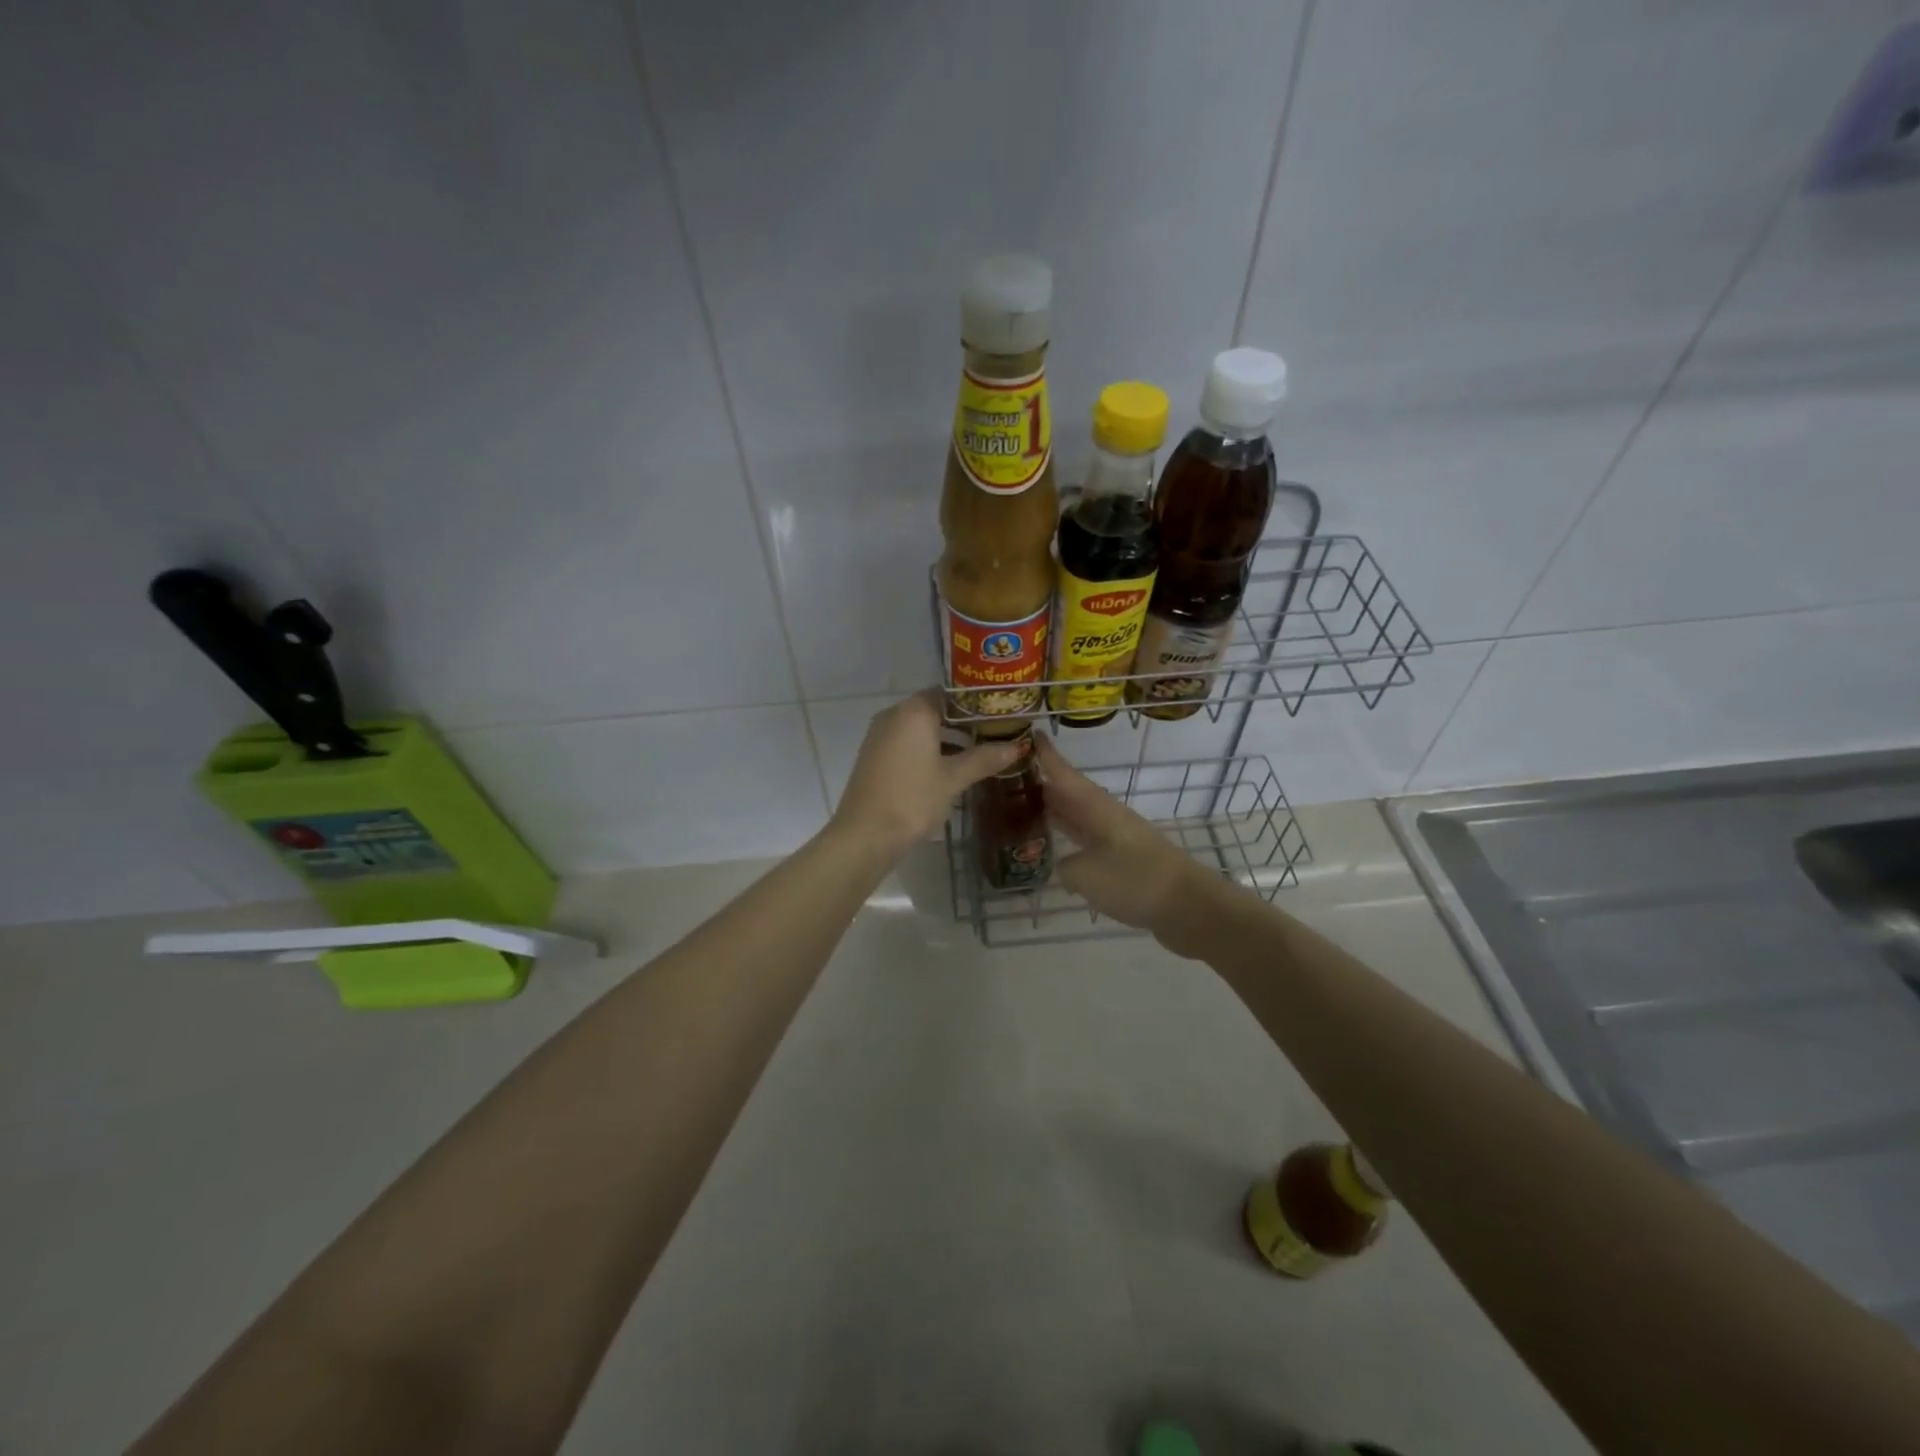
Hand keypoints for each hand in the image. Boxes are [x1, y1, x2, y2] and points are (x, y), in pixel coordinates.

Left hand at [832, 689, 1020, 858]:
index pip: (950, 693)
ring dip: (947, 737)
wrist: (865, 835)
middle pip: (935, 709)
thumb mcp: (953, 779)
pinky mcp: (874, 756)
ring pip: (920, 727)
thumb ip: (984, 759)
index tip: (1000, 713)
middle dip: (964, 721)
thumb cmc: (912, 799)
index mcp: (914, 711)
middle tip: (996, 733)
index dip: (976, 702)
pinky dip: (929, 748)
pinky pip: (907, 742)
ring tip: (979, 751)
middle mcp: (894, 715)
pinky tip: (950, 767)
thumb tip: (1017, 746)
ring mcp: (880, 735)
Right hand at [1034, 734, 1228, 953]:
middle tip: (1011, 777)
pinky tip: (1056, 848)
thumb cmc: (1135, 881)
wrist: (1188, 906)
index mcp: (1097, 808)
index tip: (1030, 733)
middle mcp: (1107, 816)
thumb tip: (1063, 864)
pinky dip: (1070, 838)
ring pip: (1079, 817)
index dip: (1047, 755)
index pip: (1065, 775)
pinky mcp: (1125, 860)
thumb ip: (1065, 866)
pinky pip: (1088, 840)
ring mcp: (1118, 838)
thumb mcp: (1085, 875)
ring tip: (1023, 807)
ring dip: (1056, 811)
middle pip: (1071, 793)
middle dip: (1043, 784)